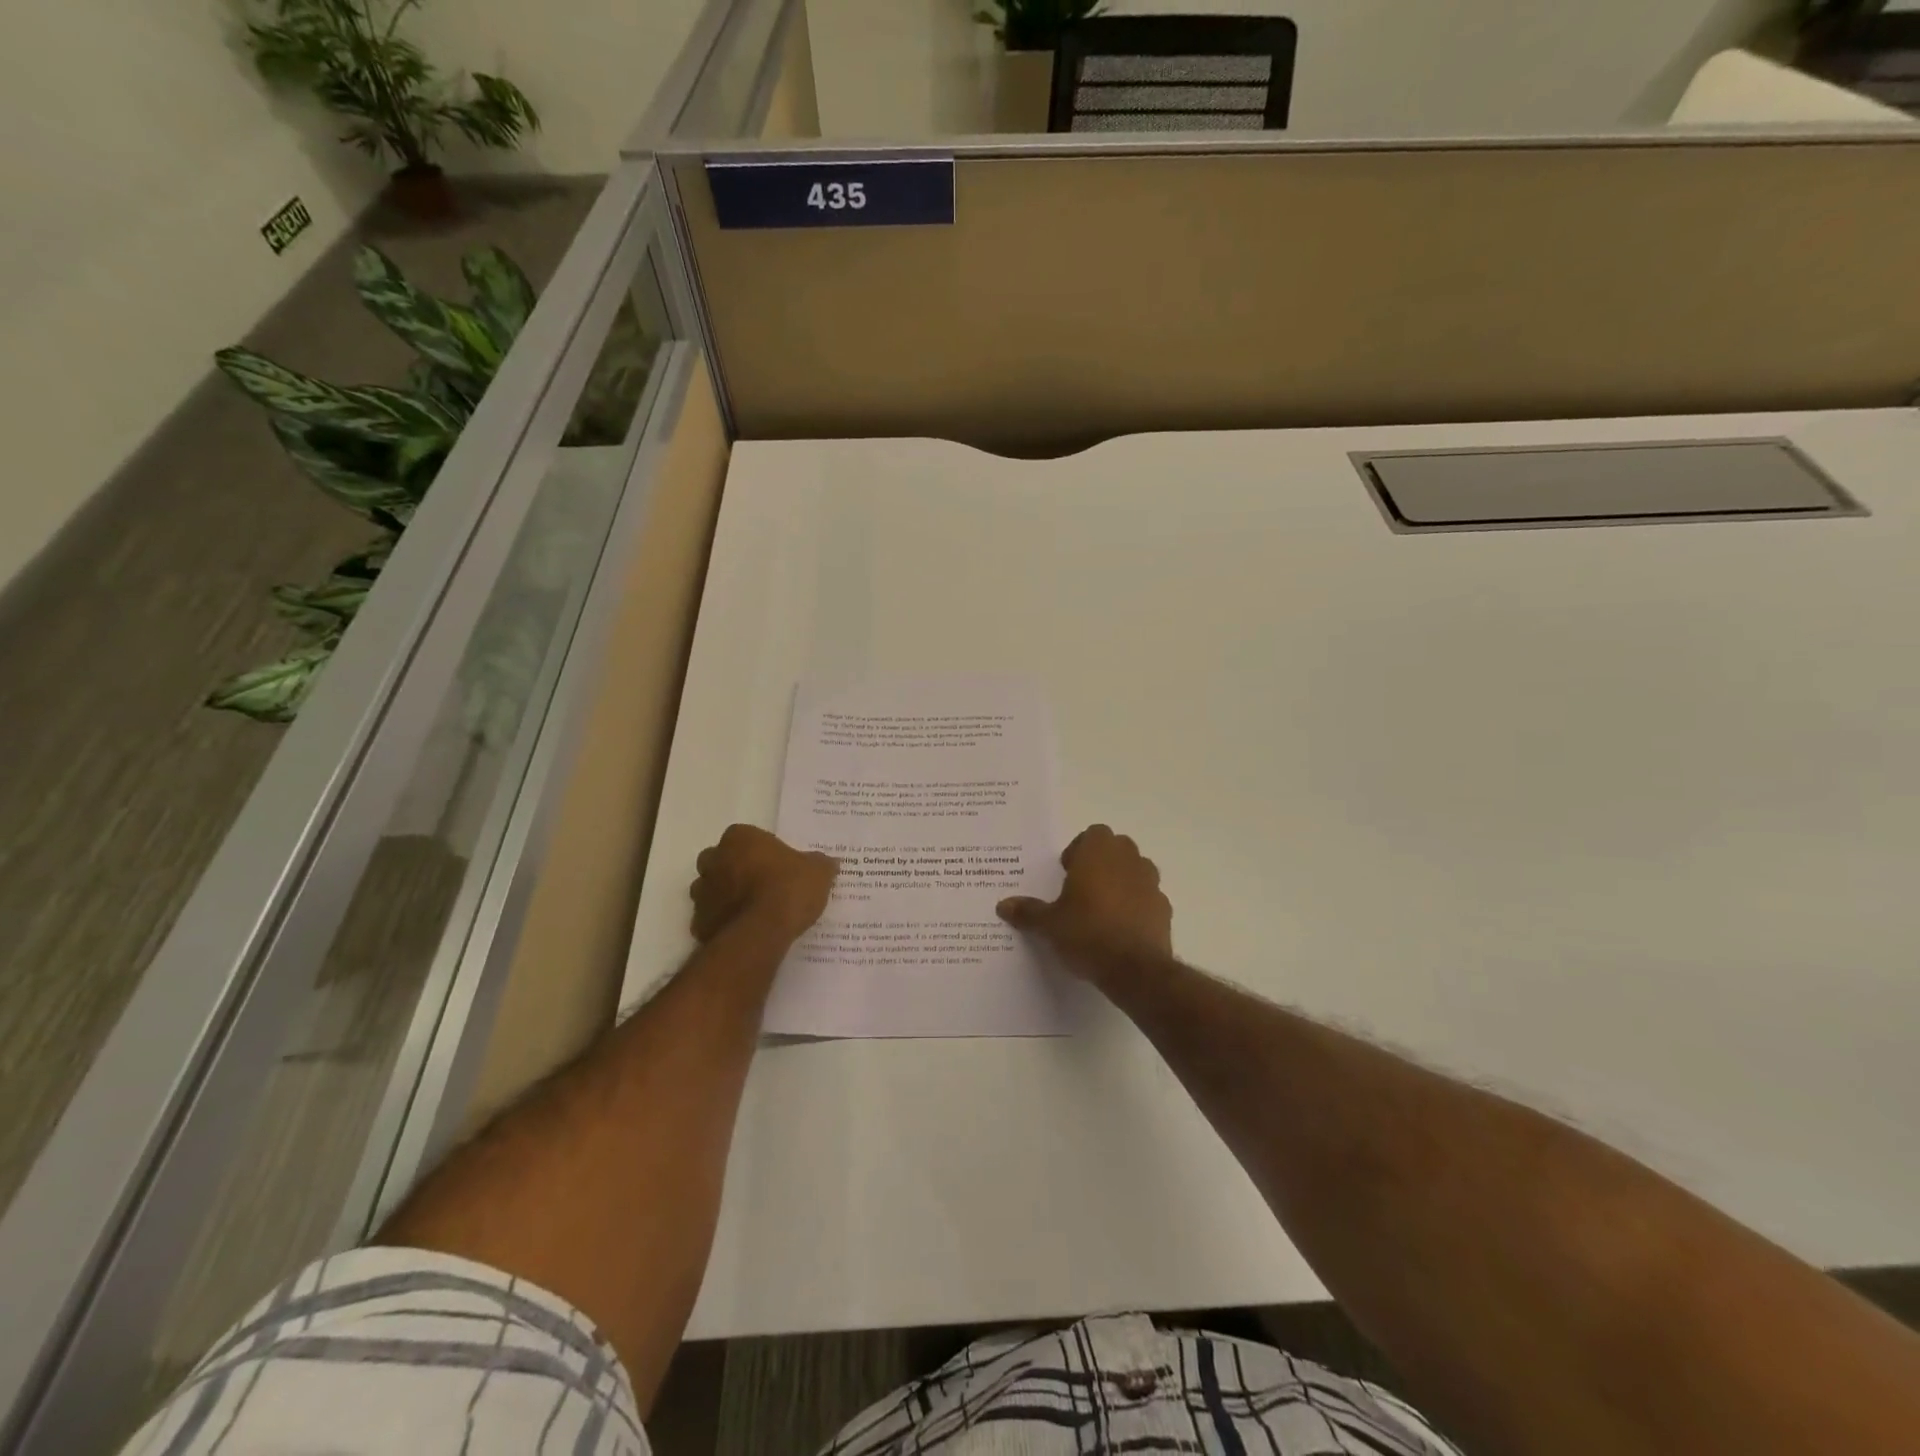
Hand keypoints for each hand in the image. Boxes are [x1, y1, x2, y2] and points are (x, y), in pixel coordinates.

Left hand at [689, 825, 837, 944]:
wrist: (761, 932)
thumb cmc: (789, 888)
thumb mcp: (818, 872)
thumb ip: (820, 864)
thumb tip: (828, 863)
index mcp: (740, 838)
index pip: (746, 836)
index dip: (761, 850)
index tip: (777, 864)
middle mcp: (714, 860)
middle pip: (720, 859)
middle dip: (735, 869)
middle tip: (761, 884)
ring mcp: (703, 892)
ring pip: (710, 888)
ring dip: (725, 895)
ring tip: (753, 910)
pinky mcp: (699, 922)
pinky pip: (710, 917)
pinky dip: (723, 921)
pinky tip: (744, 931)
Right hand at [996, 824, 1172, 982]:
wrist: (1134, 969)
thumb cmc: (1086, 933)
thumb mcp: (1049, 924)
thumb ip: (1028, 912)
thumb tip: (1003, 905)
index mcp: (1098, 853)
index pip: (1093, 834)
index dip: (1079, 850)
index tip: (1067, 872)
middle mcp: (1128, 860)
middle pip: (1116, 848)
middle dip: (1101, 862)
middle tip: (1082, 888)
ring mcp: (1151, 883)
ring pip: (1136, 869)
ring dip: (1121, 881)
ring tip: (1102, 909)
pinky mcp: (1164, 908)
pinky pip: (1148, 897)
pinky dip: (1137, 905)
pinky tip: (1122, 929)